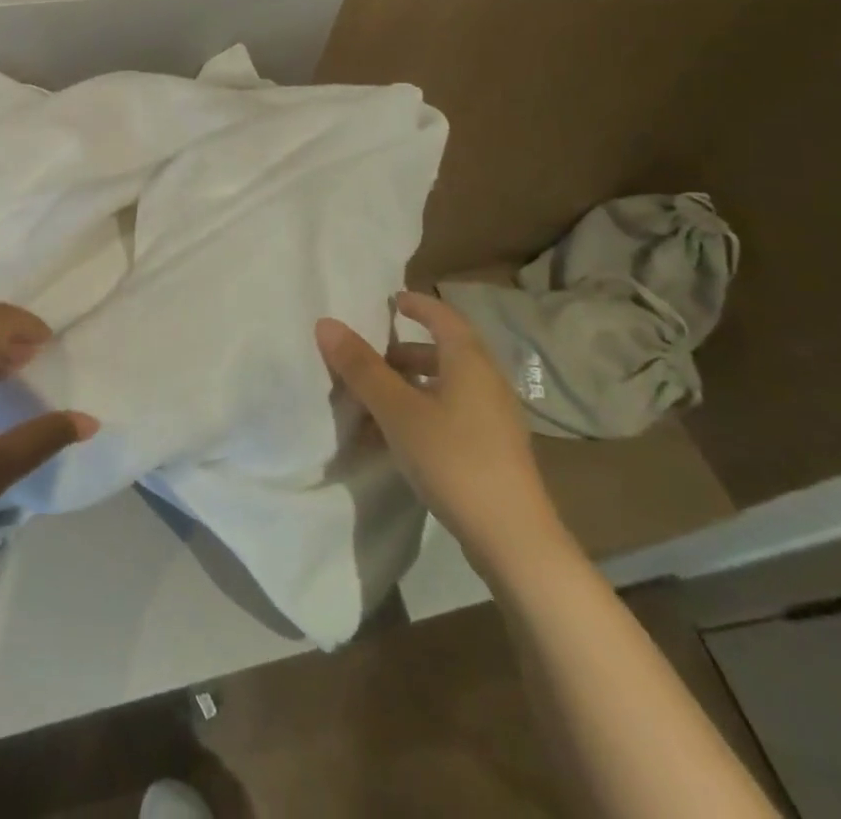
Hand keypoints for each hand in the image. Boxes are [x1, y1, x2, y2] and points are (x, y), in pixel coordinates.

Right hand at [316, 291, 569, 583]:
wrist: (514, 539)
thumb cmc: (453, 460)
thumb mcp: (398, 411)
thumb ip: (362, 368)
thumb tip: (326, 323)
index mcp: (469, 362)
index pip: (443, 316)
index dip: (417, 304)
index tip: (390, 301)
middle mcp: (487, 381)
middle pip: (443, 351)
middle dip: (403, 351)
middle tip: (369, 358)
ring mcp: (494, 418)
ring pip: (446, 385)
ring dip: (410, 385)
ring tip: (374, 401)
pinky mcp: (493, 449)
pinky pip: (452, 413)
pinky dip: (422, 411)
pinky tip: (397, 438)